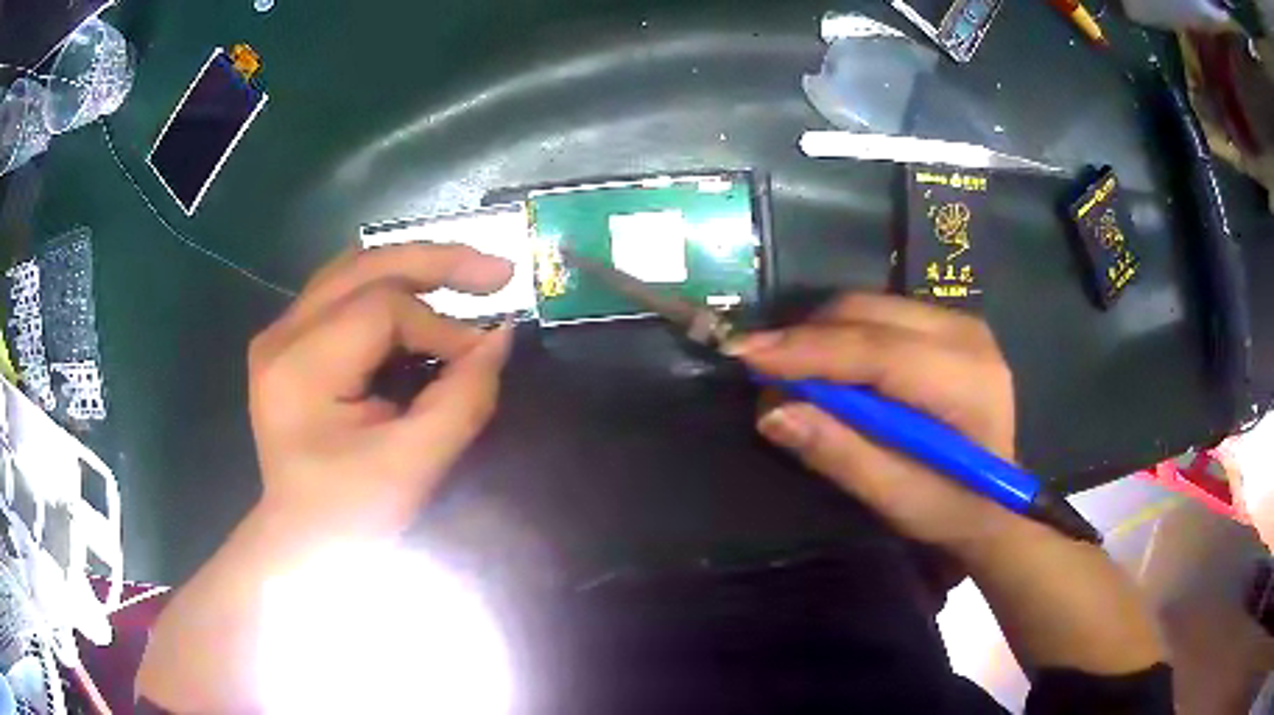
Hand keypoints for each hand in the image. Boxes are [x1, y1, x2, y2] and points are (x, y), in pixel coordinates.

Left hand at [247, 244, 514, 537]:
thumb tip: (502, 338)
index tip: (481, 358)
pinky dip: (389, 288)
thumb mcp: (412, 466)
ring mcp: (279, 334)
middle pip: (364, 267)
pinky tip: (421, 295)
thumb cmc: (350, 514)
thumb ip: (462, 399)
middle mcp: (282, 335)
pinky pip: (342, 293)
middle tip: (498, 271)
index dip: (442, 325)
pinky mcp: (287, 343)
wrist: (301, 540)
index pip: (383, 309)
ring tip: (466, 275)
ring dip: (413, 267)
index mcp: (301, 366)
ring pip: (352, 269)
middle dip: (436, 262)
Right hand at [728, 293, 1025, 551]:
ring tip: (791, 374)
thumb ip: (840, 454)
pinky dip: (843, 336)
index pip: (876, 351)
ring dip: (821, 336)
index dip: (808, 351)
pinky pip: (880, 314)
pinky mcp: (948, 324)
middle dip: (806, 339)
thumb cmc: (952, 510)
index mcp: (965, 382)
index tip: (744, 355)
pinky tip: (830, 370)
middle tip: (761, 372)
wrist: (999, 504)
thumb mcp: (896, 499)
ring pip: (869, 307)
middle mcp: (966, 335)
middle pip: (867, 314)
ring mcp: (960, 323)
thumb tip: (773, 412)